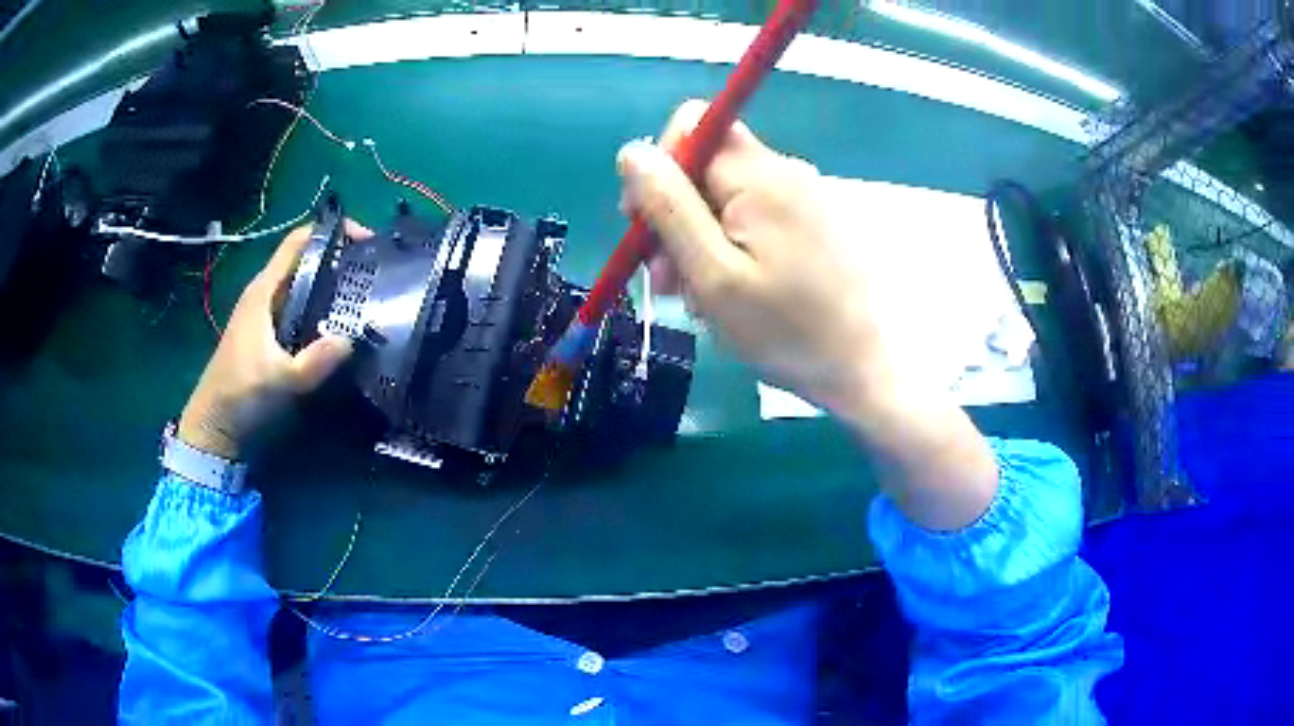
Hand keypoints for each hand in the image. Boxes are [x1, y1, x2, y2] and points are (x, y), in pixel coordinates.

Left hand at [177, 222, 370, 458]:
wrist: (214, 423)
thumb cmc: (241, 394)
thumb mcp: (280, 380)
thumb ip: (315, 362)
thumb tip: (350, 340)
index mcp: (263, 291)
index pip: (298, 242)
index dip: (331, 232)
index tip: (365, 240)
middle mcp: (264, 294)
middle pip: (304, 261)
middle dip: (338, 259)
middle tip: (373, 273)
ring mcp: (264, 314)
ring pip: (302, 286)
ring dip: (330, 285)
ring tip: (363, 296)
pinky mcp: (267, 334)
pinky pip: (298, 308)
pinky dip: (320, 308)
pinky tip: (337, 326)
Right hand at [619, 101, 998, 530]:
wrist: (857, 367)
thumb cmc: (784, 329)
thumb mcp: (712, 274)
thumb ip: (668, 207)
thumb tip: (632, 152)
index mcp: (759, 176)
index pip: (693, 127)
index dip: (659, 164)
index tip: (644, 219)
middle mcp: (782, 172)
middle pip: (705, 164)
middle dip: (673, 213)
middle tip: (664, 276)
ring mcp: (800, 196)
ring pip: (723, 195)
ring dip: (696, 239)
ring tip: (694, 296)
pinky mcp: (808, 221)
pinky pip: (750, 216)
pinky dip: (726, 246)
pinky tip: (725, 291)